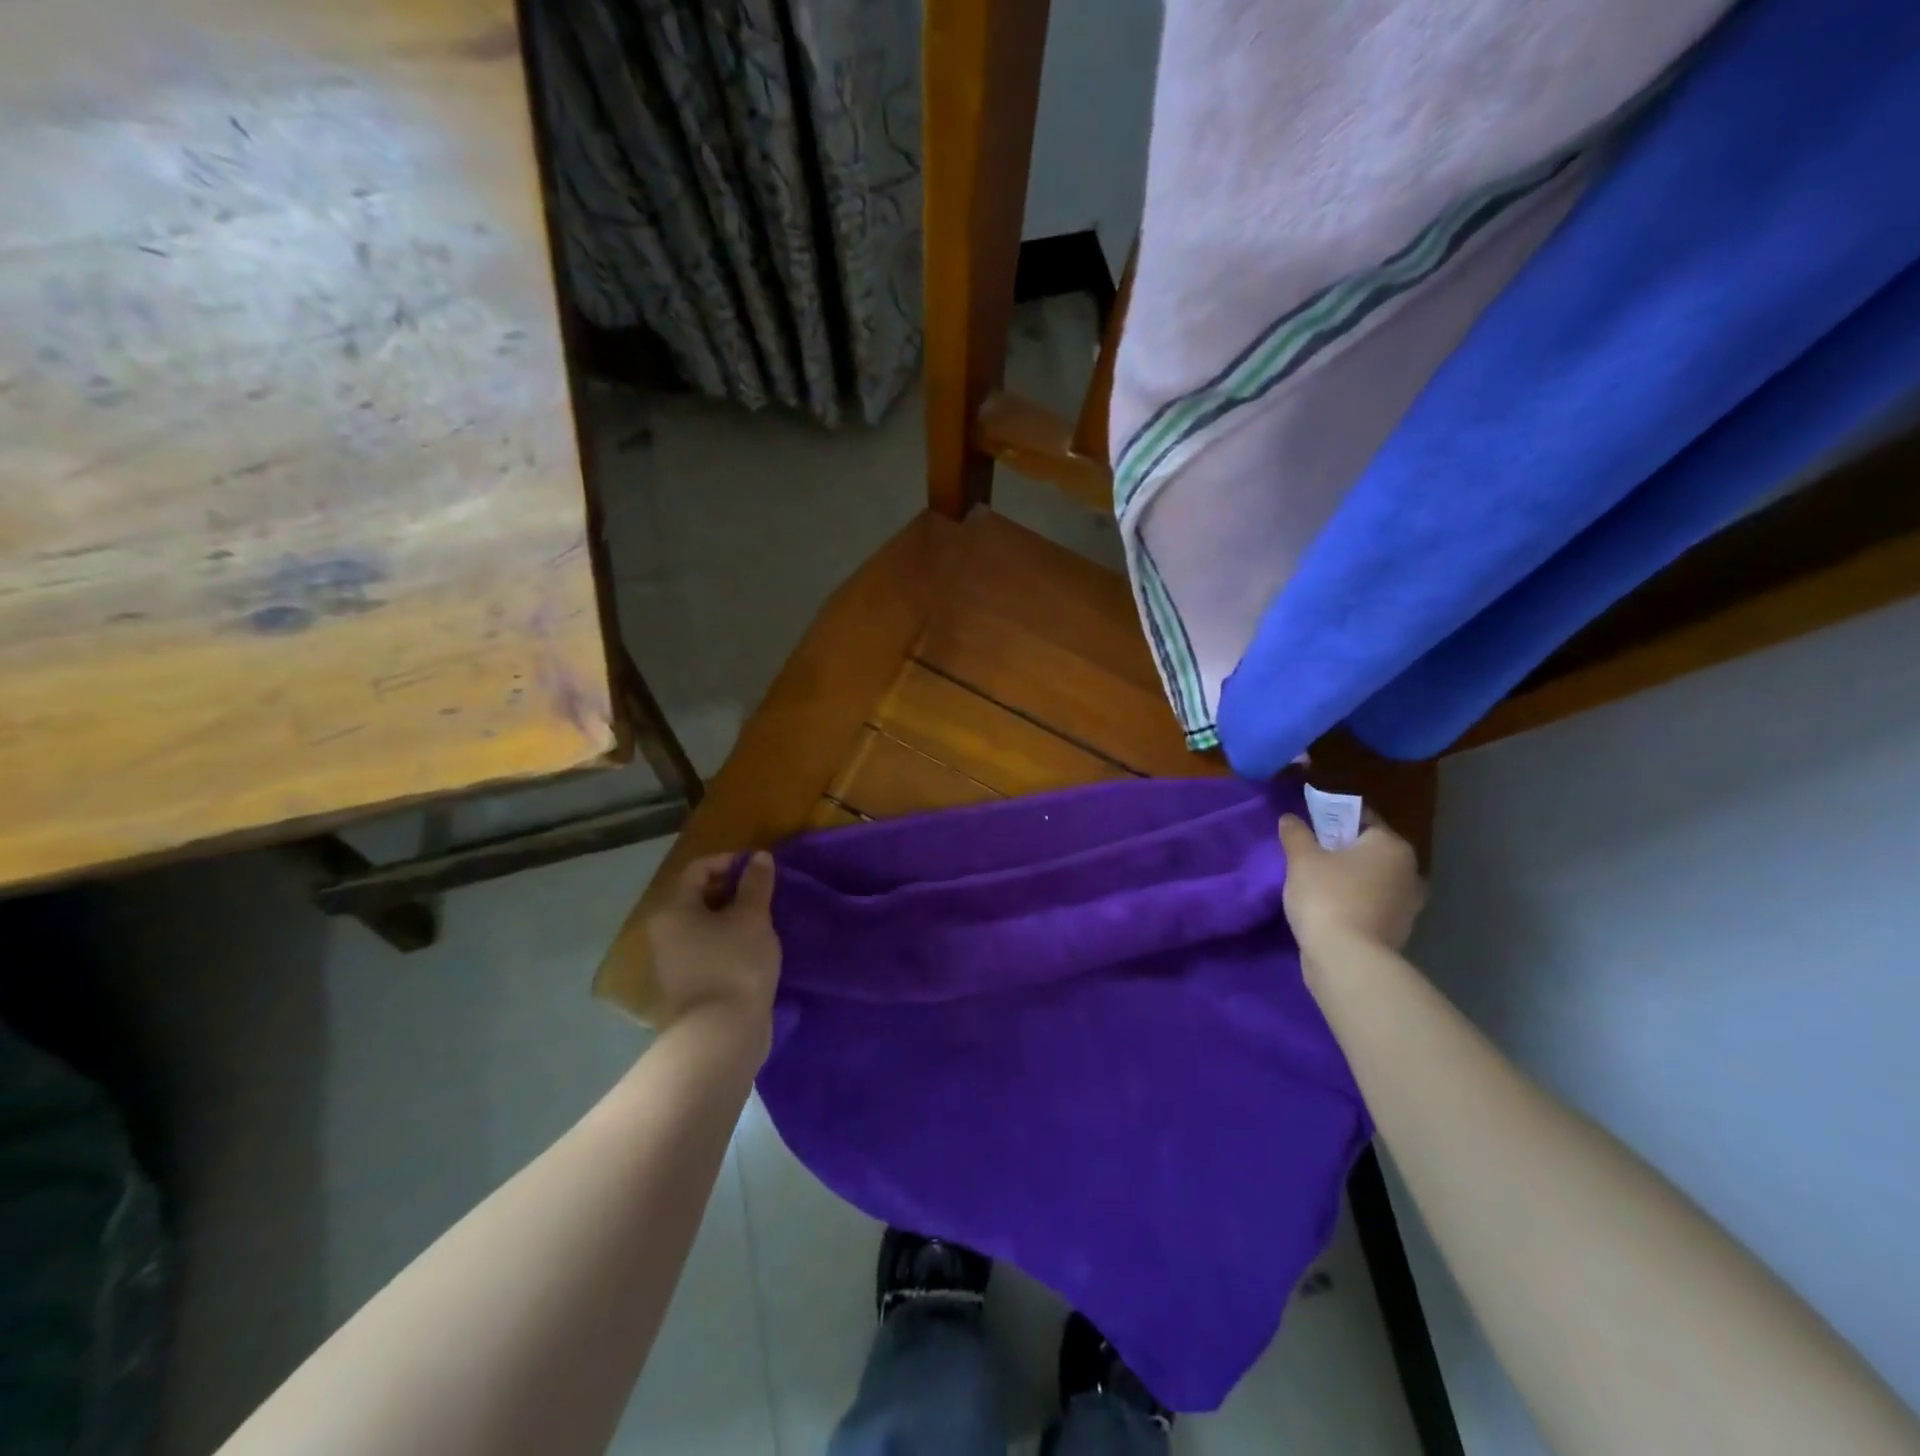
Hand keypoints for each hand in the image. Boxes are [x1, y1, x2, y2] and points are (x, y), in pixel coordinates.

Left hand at [645, 852, 781, 1035]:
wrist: (722, 1034)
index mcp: (674, 909)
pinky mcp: (687, 985)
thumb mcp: (753, 917)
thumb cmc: (736, 964)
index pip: (699, 869)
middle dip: (733, 890)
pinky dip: (729, 942)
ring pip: (705, 925)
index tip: (760, 870)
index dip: (730, 862)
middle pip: (699, 897)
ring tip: (764, 922)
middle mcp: (665, 932)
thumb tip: (758, 857)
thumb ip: (756, 883)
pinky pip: (708, 950)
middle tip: (765, 895)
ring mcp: (673, 962)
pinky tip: (754, 950)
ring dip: (733, 918)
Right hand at [1277, 813, 1425, 961]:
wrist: (1347, 959)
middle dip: (1342, 851)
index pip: (1363, 819)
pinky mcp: (1399, 931)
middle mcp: (1409, 871)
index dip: (1333, 819)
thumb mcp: (1301, 859)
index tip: (1309, 827)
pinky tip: (1329, 909)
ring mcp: (1408, 904)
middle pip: (1370, 851)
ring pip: (1372, 880)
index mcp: (1392, 845)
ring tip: (1316, 884)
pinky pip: (1372, 905)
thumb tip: (1290, 818)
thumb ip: (1296, 834)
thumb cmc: (1327, 896)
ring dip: (1350, 879)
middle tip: (1309, 855)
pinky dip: (1355, 903)